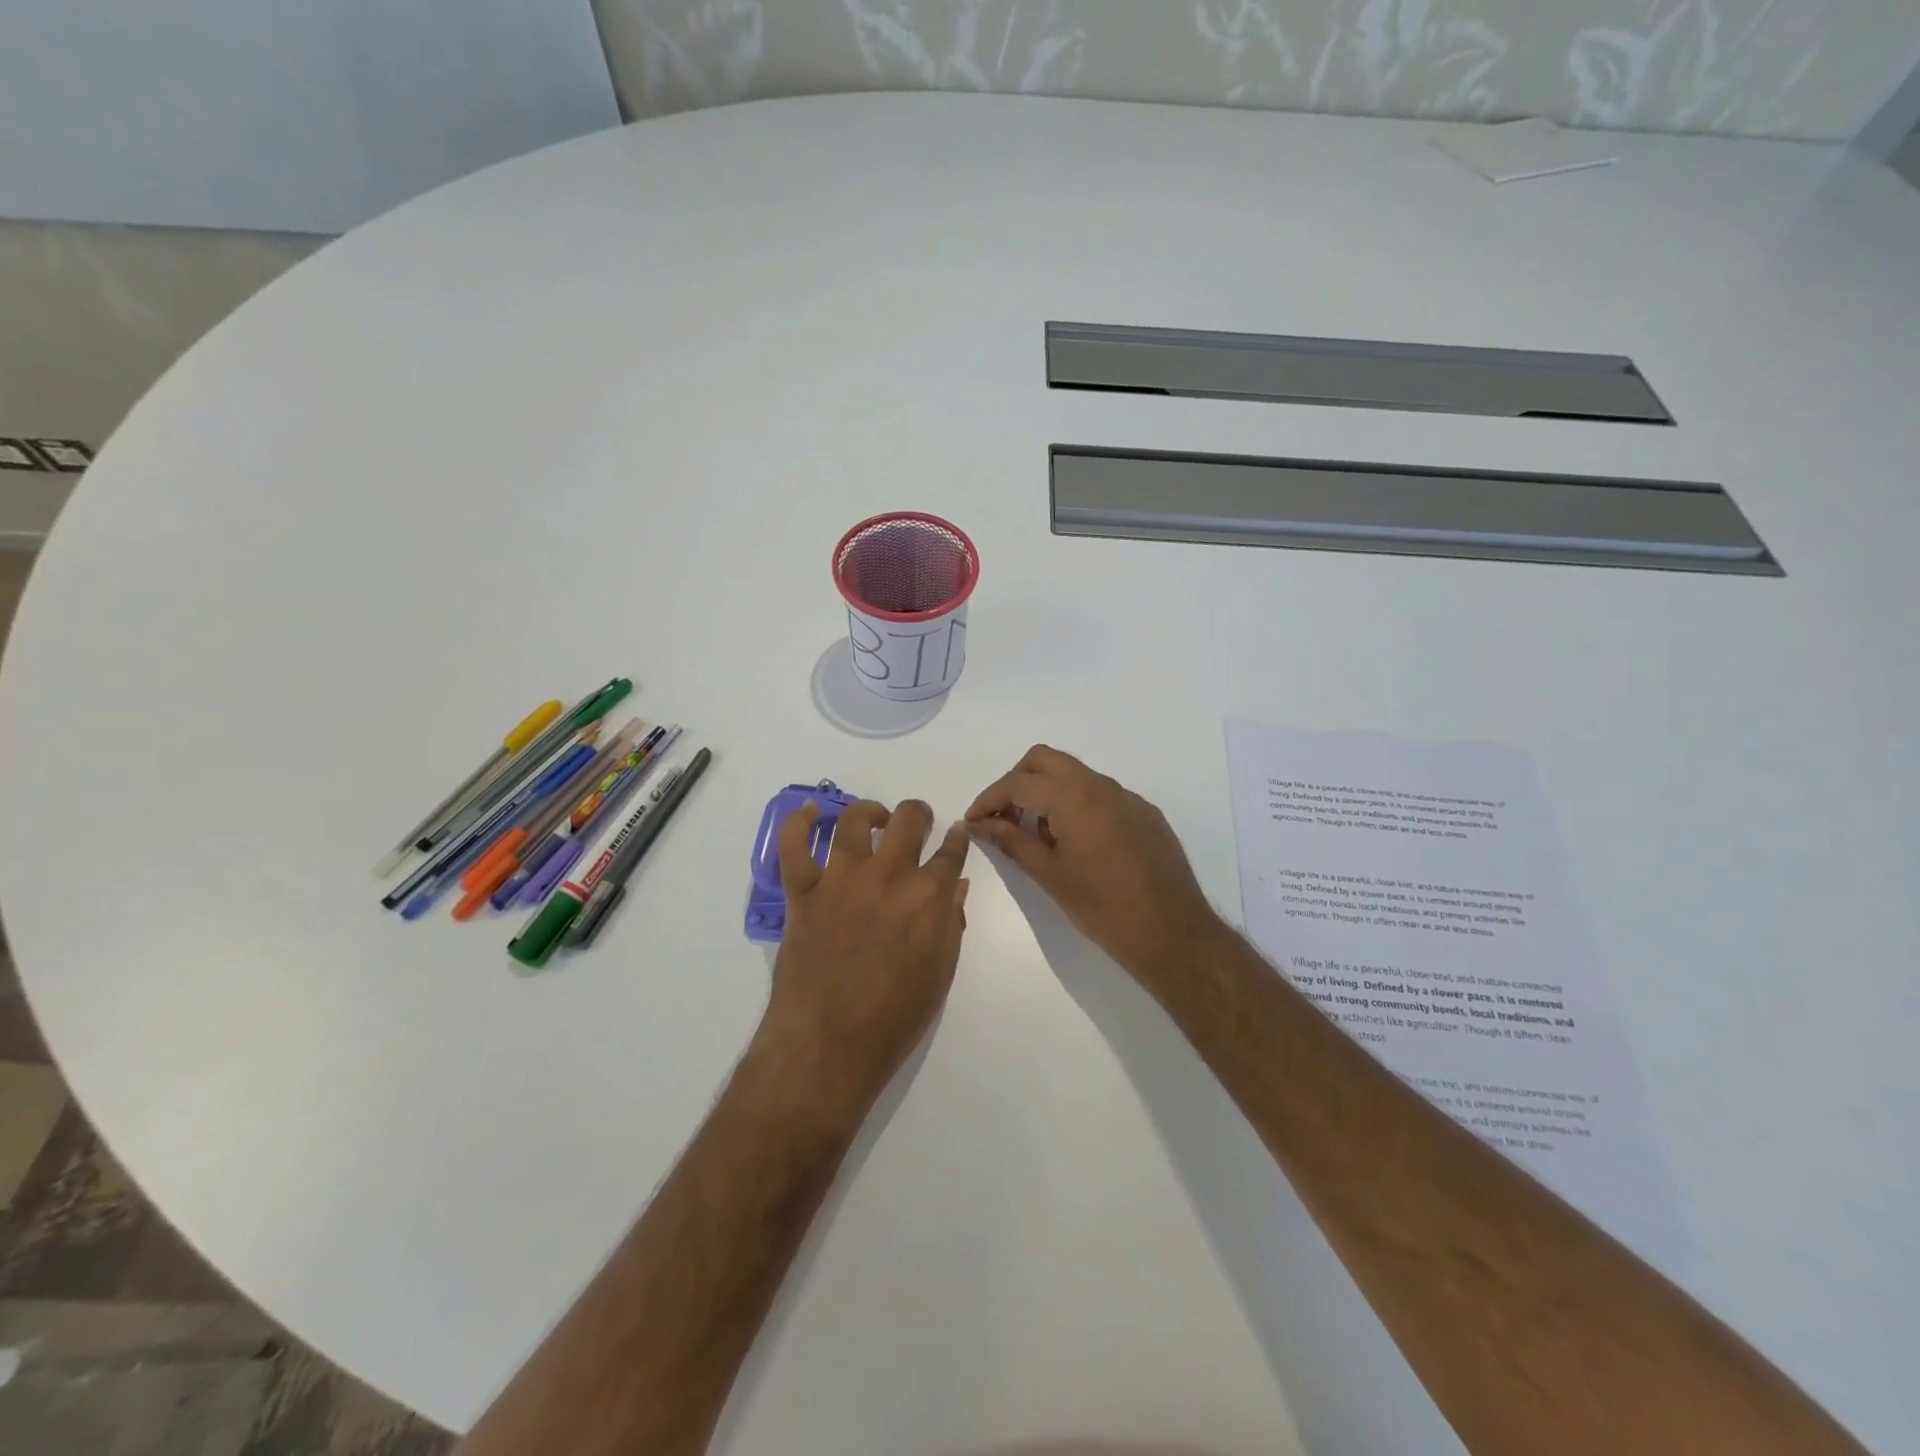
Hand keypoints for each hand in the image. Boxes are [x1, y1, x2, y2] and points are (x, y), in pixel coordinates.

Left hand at [762, 798, 970, 1116]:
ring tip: (874, 817)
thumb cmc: (894, 1018)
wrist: (830, 1043)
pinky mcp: (803, 892)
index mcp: (928, 897)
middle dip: (918, 814)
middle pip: (908, 821)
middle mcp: (888, 875)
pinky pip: (795, 846)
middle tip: (916, 822)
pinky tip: (809, 811)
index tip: (956, 833)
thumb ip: (950, 923)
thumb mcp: (939, 974)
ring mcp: (841, 879)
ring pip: (854, 822)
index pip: (951, 853)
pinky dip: (799, 822)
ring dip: (868, 811)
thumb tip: (956, 887)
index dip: (956, 839)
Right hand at [967, 745, 1223, 983]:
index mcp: (1074, 797)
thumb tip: (978, 824)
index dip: (989, 799)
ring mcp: (1127, 797)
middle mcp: (1101, 785)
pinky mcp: (1144, 813)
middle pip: (1045, 760)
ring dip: (1047, 792)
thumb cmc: (1103, 908)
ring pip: (1074, 774)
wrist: (1172, 932)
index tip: (973, 821)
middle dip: (1016, 781)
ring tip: (1037, 836)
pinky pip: (1100, 794)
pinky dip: (1076, 805)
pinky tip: (1076, 844)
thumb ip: (1011, 841)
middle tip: (1003, 818)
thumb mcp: (1049, 875)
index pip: (1018, 783)